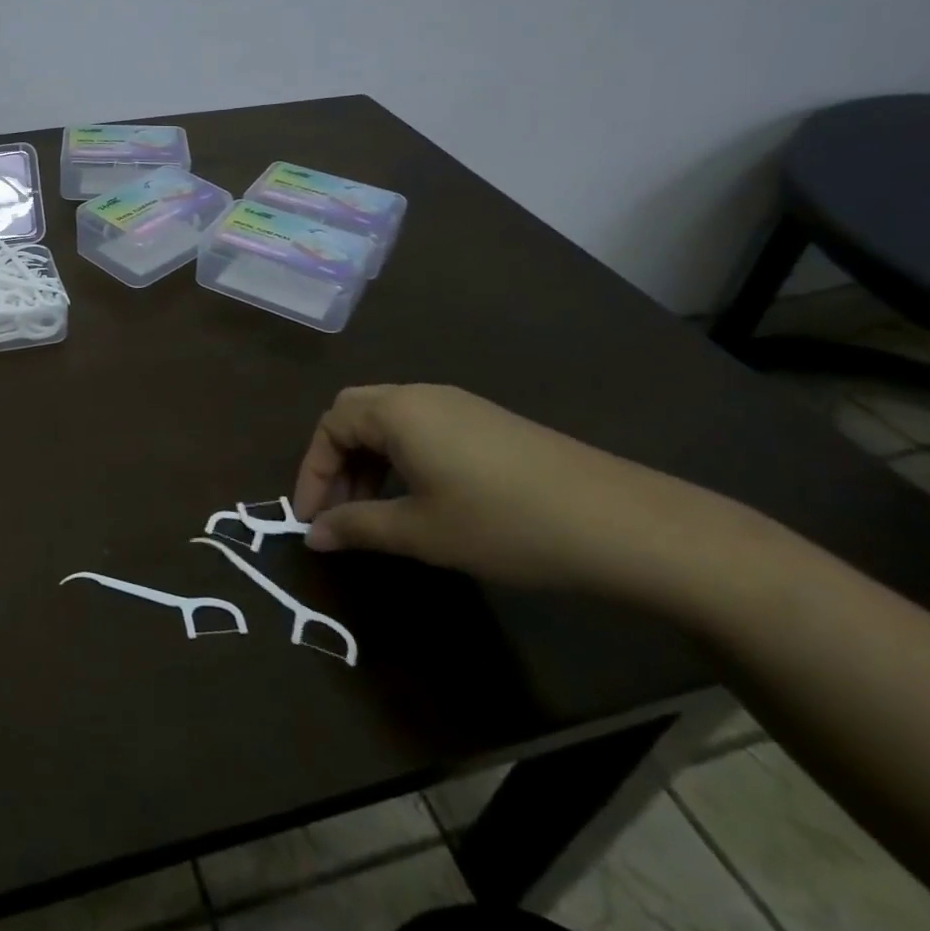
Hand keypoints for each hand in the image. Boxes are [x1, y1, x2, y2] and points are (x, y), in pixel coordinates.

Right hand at [294, 384, 742, 600]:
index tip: (309, 520)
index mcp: (398, 411)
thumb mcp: (423, 532)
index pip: (330, 426)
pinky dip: (400, 458)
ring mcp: (459, 405)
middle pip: (355, 413)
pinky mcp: (487, 422)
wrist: (620, 523)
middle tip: (338, 511)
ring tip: (373, 512)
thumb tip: (313, 535)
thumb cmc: (505, 524)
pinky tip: (418, 497)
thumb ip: (360, 528)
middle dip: (336, 461)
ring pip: (389, 421)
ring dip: (368, 461)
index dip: (312, 471)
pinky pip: (421, 428)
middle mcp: (421, 395)